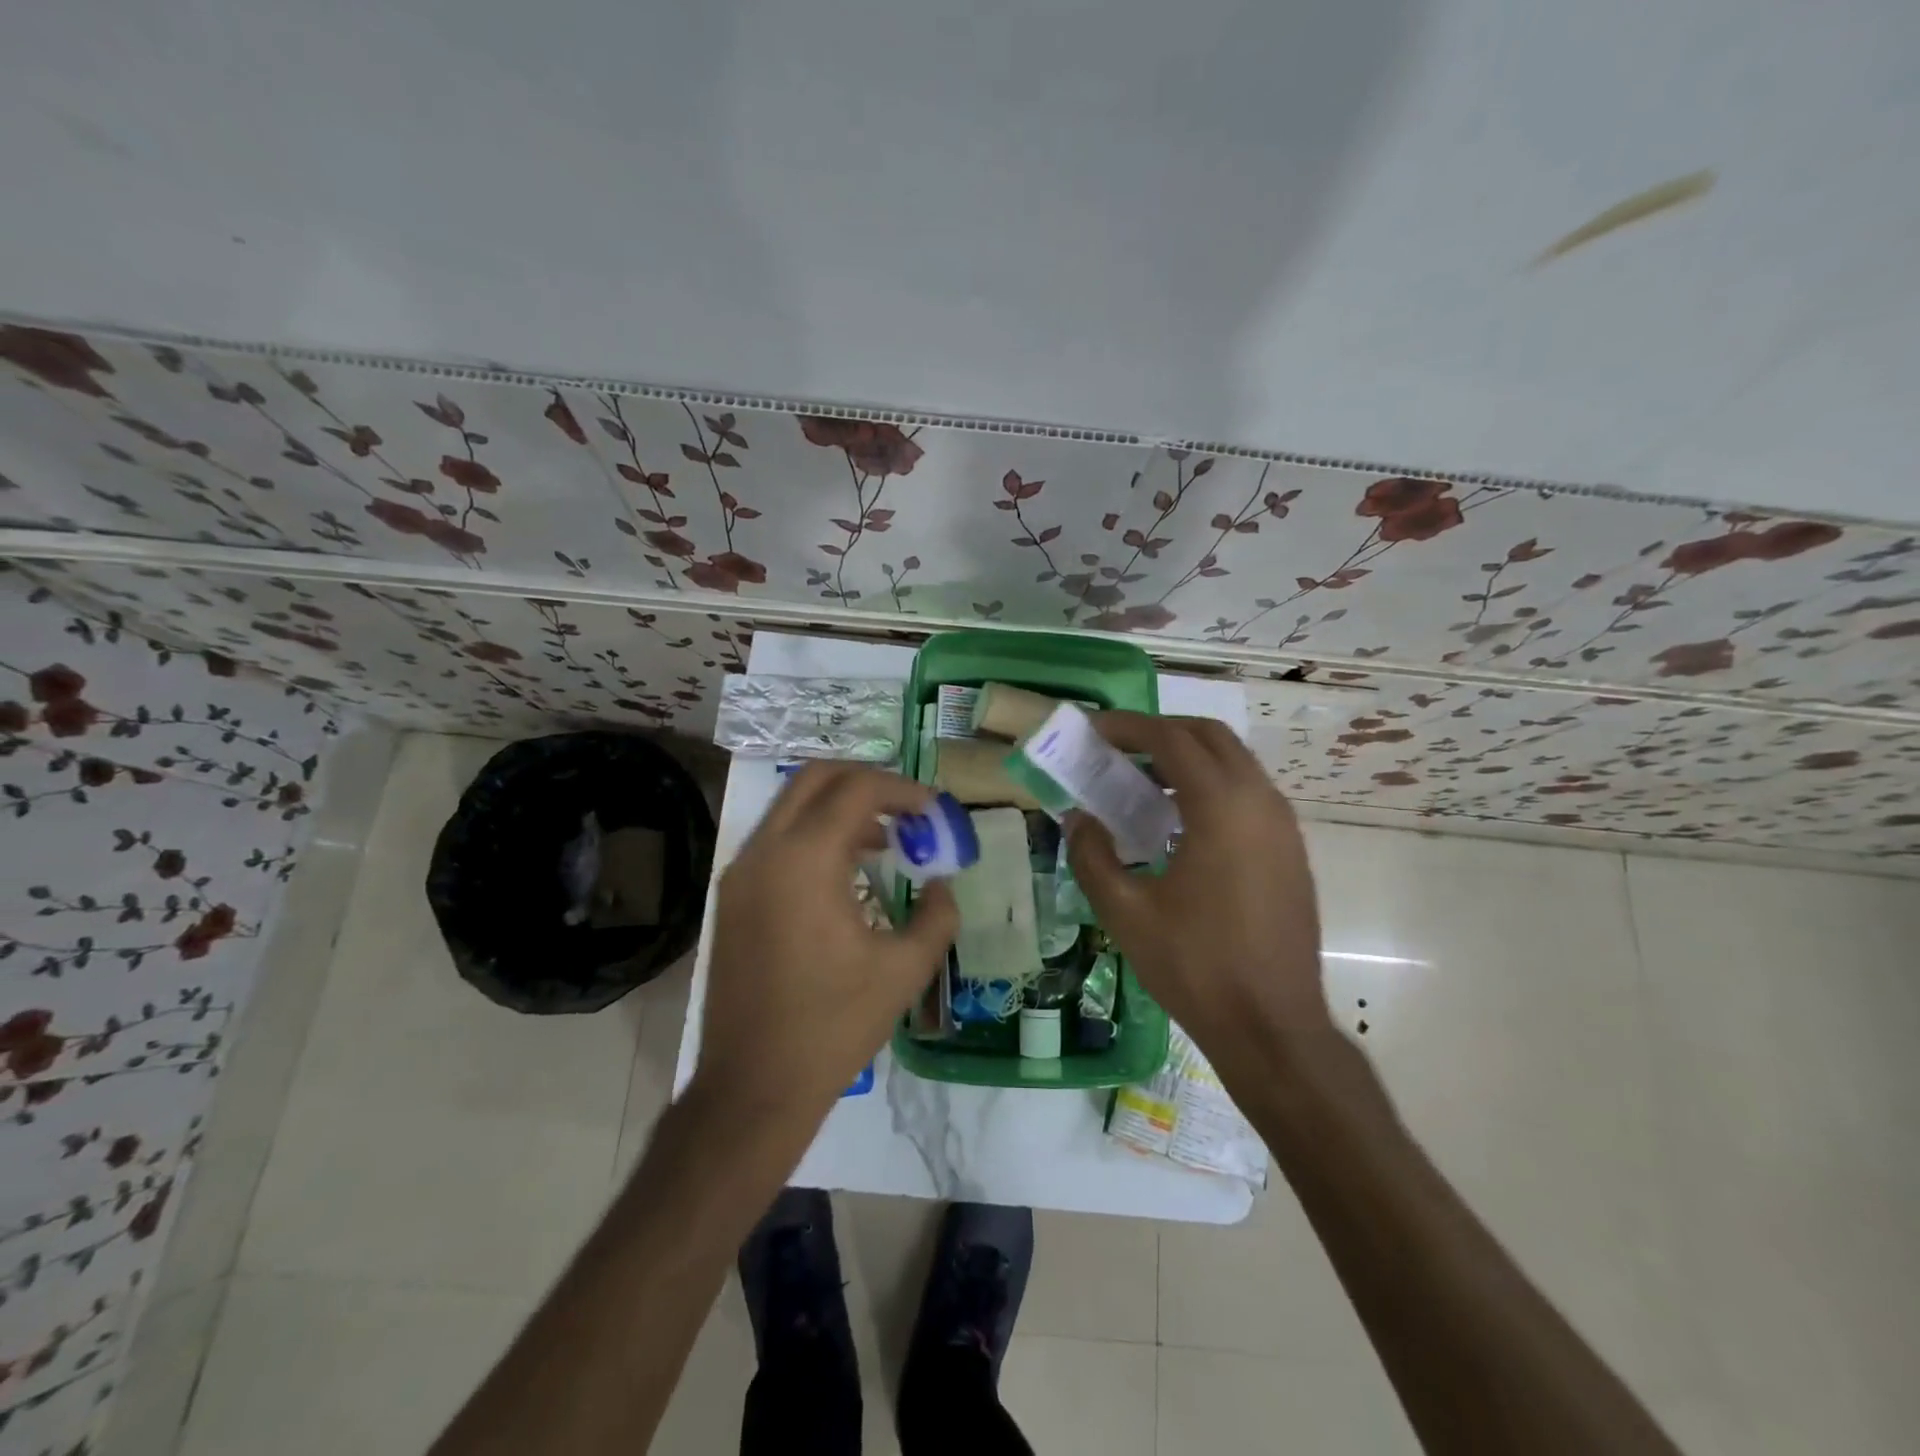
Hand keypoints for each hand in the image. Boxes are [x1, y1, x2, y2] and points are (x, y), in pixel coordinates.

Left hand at [692, 762, 958, 1127]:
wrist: (754, 1086)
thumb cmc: (833, 1026)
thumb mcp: (904, 970)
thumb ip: (937, 915)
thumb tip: (943, 885)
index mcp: (805, 860)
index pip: (857, 789)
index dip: (903, 790)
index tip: (934, 812)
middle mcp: (765, 851)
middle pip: (817, 778)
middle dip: (868, 783)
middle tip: (908, 811)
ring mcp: (740, 872)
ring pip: (792, 805)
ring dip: (840, 808)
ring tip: (886, 842)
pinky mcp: (732, 896)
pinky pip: (777, 839)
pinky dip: (814, 834)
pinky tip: (847, 872)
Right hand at [1065, 713, 1329, 1057]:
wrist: (1273, 1026)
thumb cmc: (1195, 966)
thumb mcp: (1125, 911)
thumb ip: (1091, 855)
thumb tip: (1079, 818)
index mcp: (1221, 807)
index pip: (1171, 739)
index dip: (1128, 727)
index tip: (1093, 730)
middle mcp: (1260, 801)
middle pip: (1209, 736)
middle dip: (1161, 732)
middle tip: (1118, 749)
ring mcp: (1283, 825)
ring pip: (1234, 762)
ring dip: (1188, 758)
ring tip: (1142, 784)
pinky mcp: (1291, 849)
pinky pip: (1248, 792)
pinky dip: (1212, 785)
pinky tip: (1180, 823)